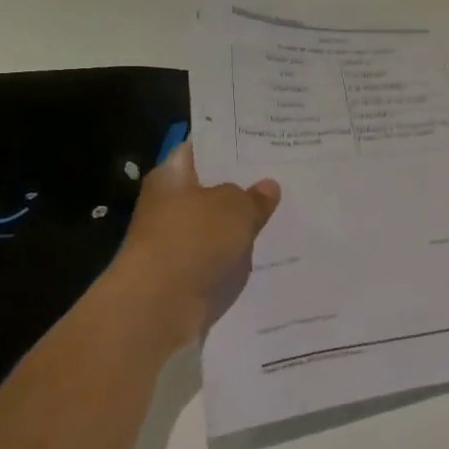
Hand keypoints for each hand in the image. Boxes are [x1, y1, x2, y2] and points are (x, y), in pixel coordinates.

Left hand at [101, 141, 280, 348]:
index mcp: (171, 176)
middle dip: (244, 184)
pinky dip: (241, 251)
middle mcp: (170, 205)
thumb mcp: (235, 207)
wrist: (160, 307)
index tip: (264, 141)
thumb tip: (266, 187)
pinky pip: (222, 254)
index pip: (201, 149)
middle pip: (212, 188)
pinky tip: (273, 246)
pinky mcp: (189, 273)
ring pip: (220, 223)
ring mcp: (178, 241)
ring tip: (288, 208)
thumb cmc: (193, 241)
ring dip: (245, 221)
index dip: (231, 144)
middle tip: (286, 173)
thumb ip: (254, 195)